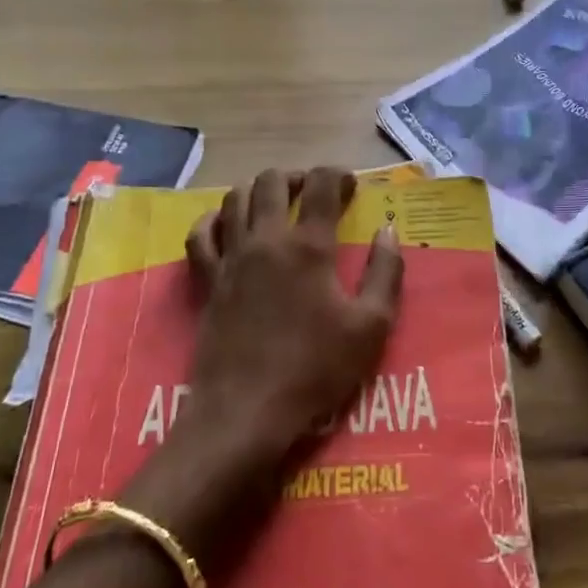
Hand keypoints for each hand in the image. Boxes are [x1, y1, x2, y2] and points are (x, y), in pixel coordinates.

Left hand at [180, 167, 403, 465]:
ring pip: (234, 199)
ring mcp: (230, 259)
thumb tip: (388, 230)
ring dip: (258, 191)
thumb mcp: (371, 326)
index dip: (338, 175)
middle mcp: (266, 241)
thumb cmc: (316, 370)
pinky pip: (200, 235)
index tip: (351, 186)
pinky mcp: (207, 282)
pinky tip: (225, 224)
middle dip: (297, 177)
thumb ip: (385, 272)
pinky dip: (213, 220)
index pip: (321, 185)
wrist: (247, 412)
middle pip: (272, 182)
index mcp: (308, 247)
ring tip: (275, 204)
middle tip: (314, 193)